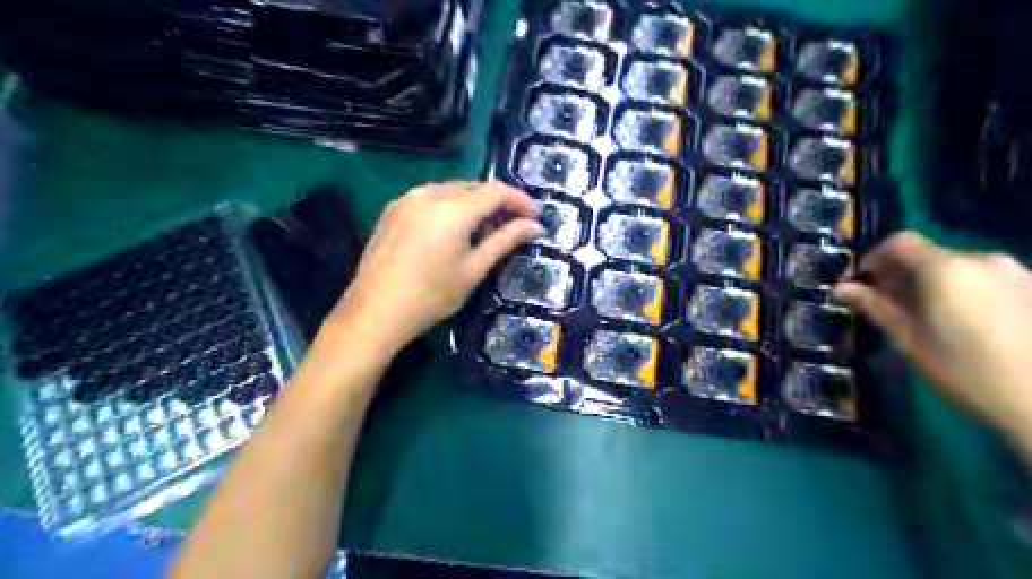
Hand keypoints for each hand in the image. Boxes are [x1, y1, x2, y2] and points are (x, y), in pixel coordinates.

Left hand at [329, 180, 539, 352]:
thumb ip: (505, 241)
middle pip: (473, 187)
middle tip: (511, 227)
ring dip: (472, 204)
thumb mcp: (474, 270)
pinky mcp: (392, 209)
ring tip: (482, 232)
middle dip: (496, 203)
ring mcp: (406, 199)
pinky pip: (430, 198)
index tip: (534, 216)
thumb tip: (535, 226)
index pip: (495, 191)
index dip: (519, 200)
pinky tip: (451, 231)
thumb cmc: (431, 296)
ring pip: (451, 191)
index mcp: (452, 209)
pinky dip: (449, 207)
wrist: (375, 312)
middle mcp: (428, 194)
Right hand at [832, 230, 1031, 443]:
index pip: (900, 242)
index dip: (875, 258)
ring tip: (933, 318)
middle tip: (893, 306)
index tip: (865, 283)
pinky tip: (971, 325)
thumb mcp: (909, 340)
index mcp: (946, 269)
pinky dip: (968, 292)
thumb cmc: (966, 371)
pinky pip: (989, 280)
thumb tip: (840, 288)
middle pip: (931, 255)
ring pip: (961, 268)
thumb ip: (875, 307)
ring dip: (937, 284)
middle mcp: (983, 260)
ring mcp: (1019, 273)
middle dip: (906, 275)